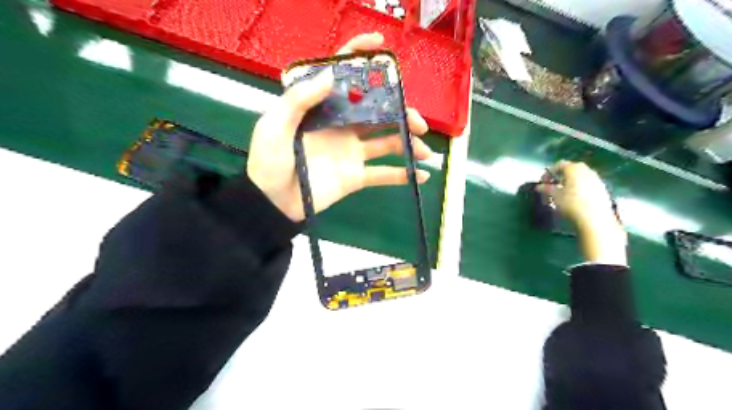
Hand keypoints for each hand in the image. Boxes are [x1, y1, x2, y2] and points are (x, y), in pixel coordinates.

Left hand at [249, 33, 432, 222]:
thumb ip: (299, 100)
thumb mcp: (274, 126)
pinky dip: (402, 175)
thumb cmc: (269, 161)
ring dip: (409, 143)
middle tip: (418, 123)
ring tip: (424, 151)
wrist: (274, 202)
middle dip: (402, 112)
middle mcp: (343, 126)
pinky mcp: (357, 176)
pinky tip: (420, 175)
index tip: (382, 47)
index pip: (343, 77)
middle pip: (378, 111)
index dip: (361, 58)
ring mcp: (352, 152)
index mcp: (323, 109)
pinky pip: (383, 174)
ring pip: (388, 141)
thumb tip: (330, 74)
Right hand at [536, 160, 616, 227]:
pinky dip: (580, 186)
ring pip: (581, 175)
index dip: (549, 172)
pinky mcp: (602, 188)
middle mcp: (586, 170)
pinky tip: (576, 197)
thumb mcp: (555, 196)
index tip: (543, 182)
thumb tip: (538, 186)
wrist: (595, 218)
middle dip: (561, 175)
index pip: (559, 165)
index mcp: (573, 169)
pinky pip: (588, 183)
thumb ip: (547, 189)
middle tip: (554, 185)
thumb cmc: (571, 203)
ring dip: (571, 181)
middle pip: (571, 168)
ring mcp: (596, 178)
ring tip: (565, 192)